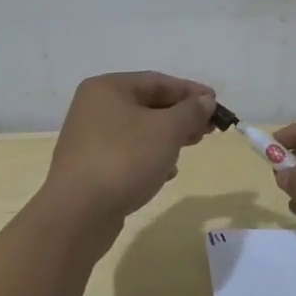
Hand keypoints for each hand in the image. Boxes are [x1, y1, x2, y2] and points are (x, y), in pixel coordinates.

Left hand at [45, 72, 217, 223]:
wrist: (78, 214)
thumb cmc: (125, 159)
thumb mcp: (167, 130)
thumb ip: (190, 111)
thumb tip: (205, 101)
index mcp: (108, 88)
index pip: (158, 81)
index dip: (191, 91)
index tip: (217, 104)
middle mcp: (95, 107)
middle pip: (148, 105)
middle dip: (181, 116)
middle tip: (208, 129)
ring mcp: (90, 138)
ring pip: (140, 130)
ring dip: (168, 137)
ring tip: (191, 147)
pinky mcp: (91, 166)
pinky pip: (128, 153)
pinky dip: (150, 157)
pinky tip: (166, 172)